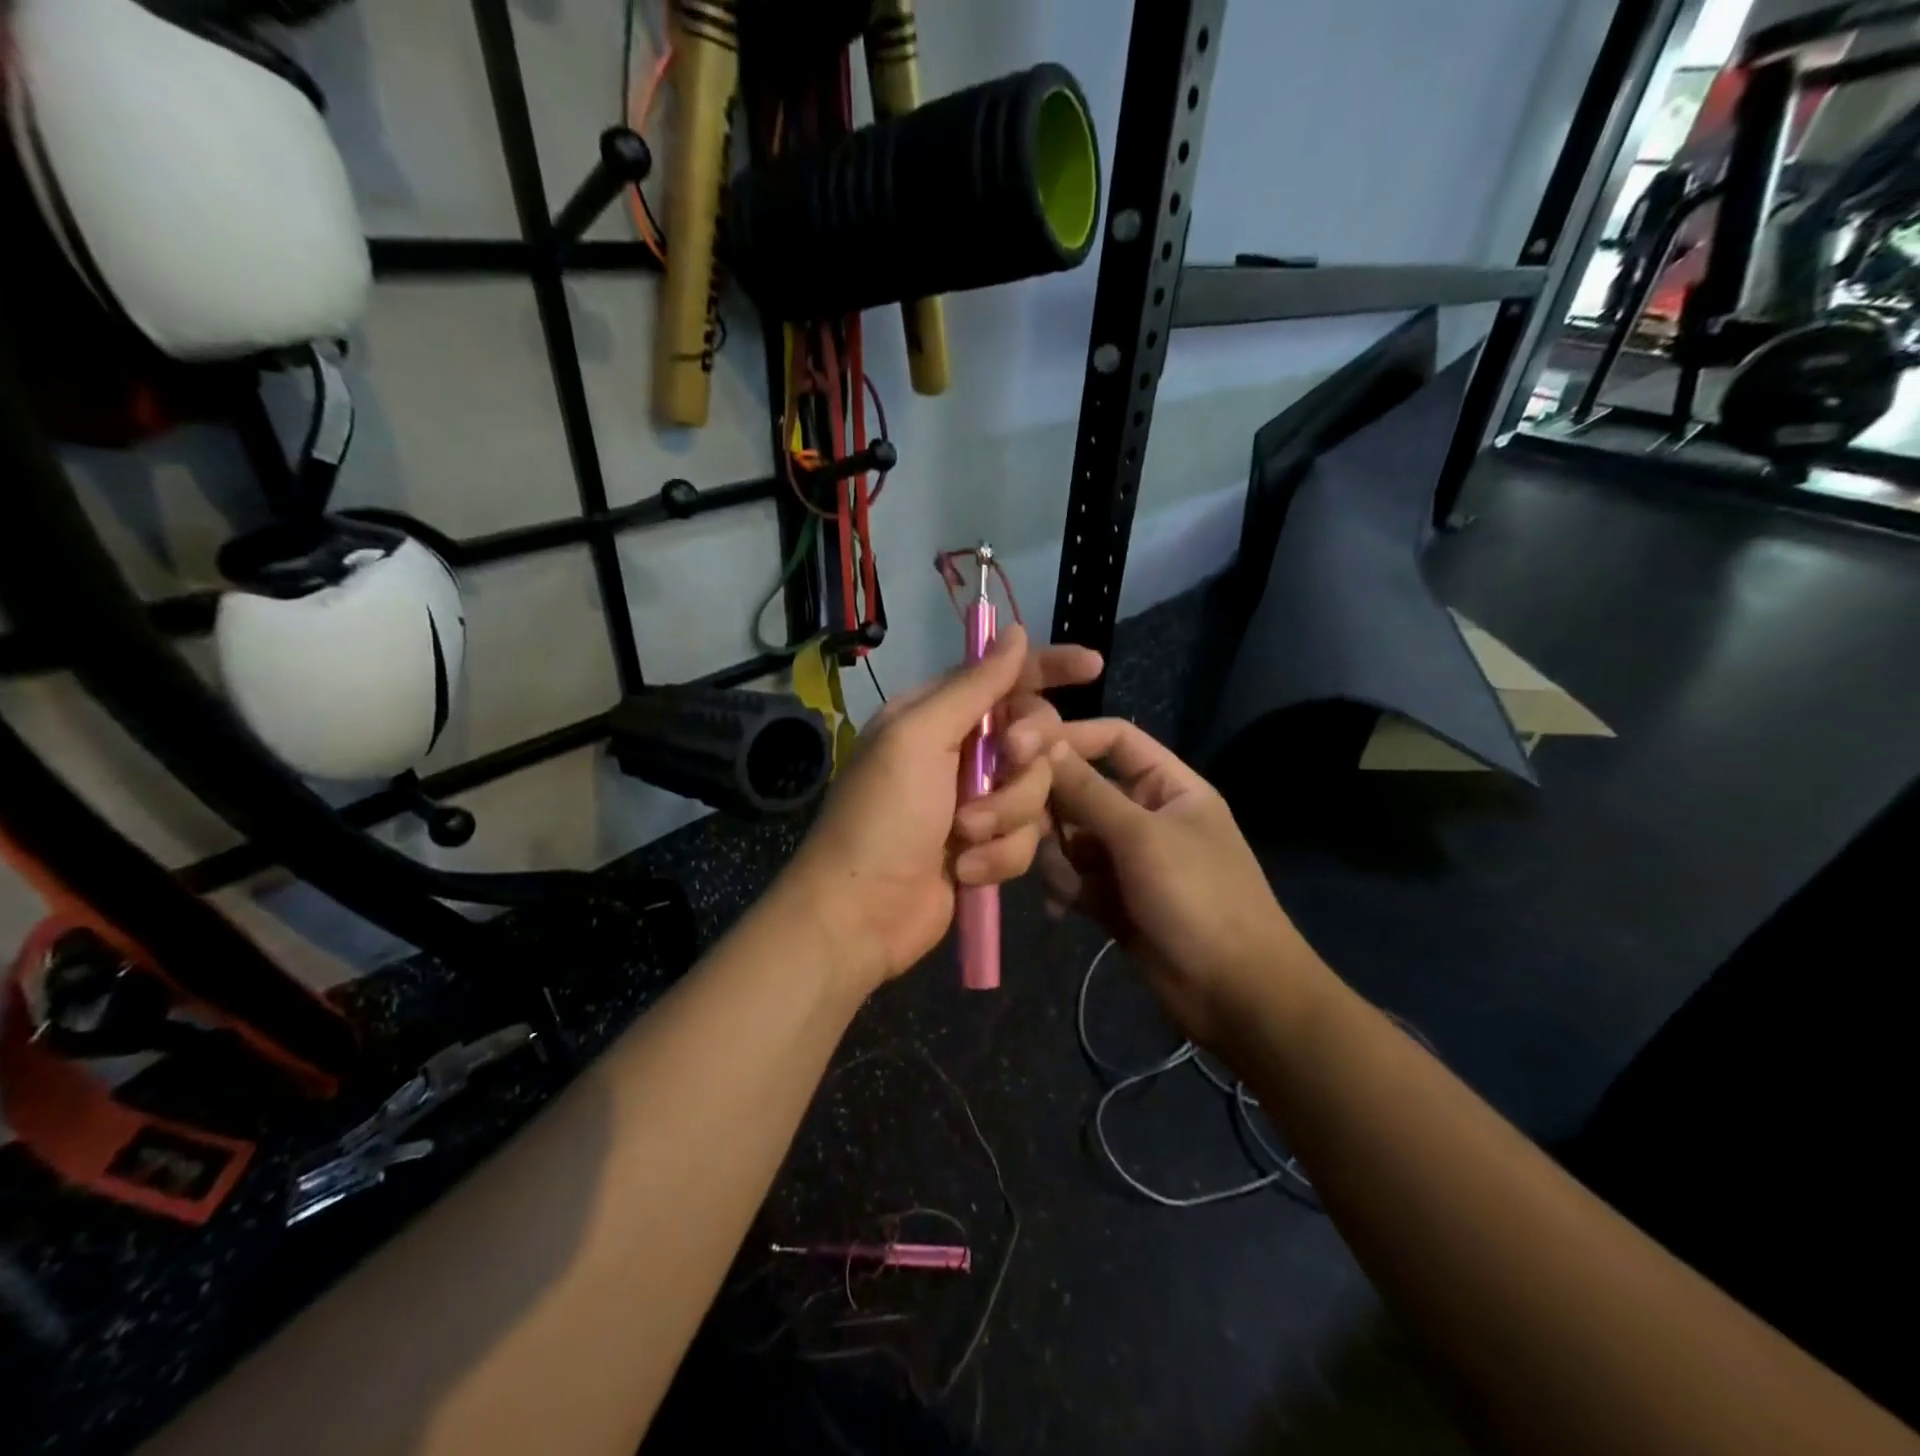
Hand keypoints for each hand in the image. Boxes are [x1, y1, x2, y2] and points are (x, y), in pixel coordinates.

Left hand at [780, 627, 1103, 995]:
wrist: (861, 915)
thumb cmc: (882, 818)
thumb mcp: (919, 738)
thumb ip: (973, 686)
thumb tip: (1014, 632)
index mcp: (935, 714)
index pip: (1003, 677)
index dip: (1048, 667)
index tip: (1094, 665)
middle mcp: (959, 751)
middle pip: (1034, 736)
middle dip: (1024, 759)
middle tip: (1008, 761)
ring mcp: (977, 801)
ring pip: (1036, 791)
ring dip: (1006, 817)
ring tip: (964, 837)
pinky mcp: (989, 846)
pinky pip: (1027, 837)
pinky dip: (1000, 855)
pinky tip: (966, 871)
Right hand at [1041, 719, 1319, 1050]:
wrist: (1235, 995)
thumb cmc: (1198, 898)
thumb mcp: (1142, 836)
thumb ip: (1087, 790)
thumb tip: (1039, 740)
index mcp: (1169, 786)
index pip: (1114, 740)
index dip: (1069, 737)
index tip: (1018, 747)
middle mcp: (1146, 815)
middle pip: (1082, 790)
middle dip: (1054, 810)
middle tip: (1026, 828)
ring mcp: (1129, 859)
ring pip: (1071, 838)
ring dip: (1059, 858)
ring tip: (1067, 886)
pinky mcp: (1114, 898)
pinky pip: (1074, 878)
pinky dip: (1065, 889)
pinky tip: (1064, 909)